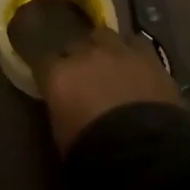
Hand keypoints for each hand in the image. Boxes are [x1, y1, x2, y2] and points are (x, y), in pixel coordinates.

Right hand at [28, 27, 182, 154]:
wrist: (146, 154)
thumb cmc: (95, 154)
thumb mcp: (63, 135)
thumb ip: (60, 109)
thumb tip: (64, 103)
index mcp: (59, 75)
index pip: (42, 60)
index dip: (47, 70)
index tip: (51, 80)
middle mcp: (85, 54)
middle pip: (73, 44)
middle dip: (76, 57)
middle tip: (82, 76)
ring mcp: (117, 51)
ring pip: (103, 35)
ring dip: (103, 48)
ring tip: (109, 64)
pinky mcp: (148, 55)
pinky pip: (135, 43)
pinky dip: (132, 52)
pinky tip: (136, 65)